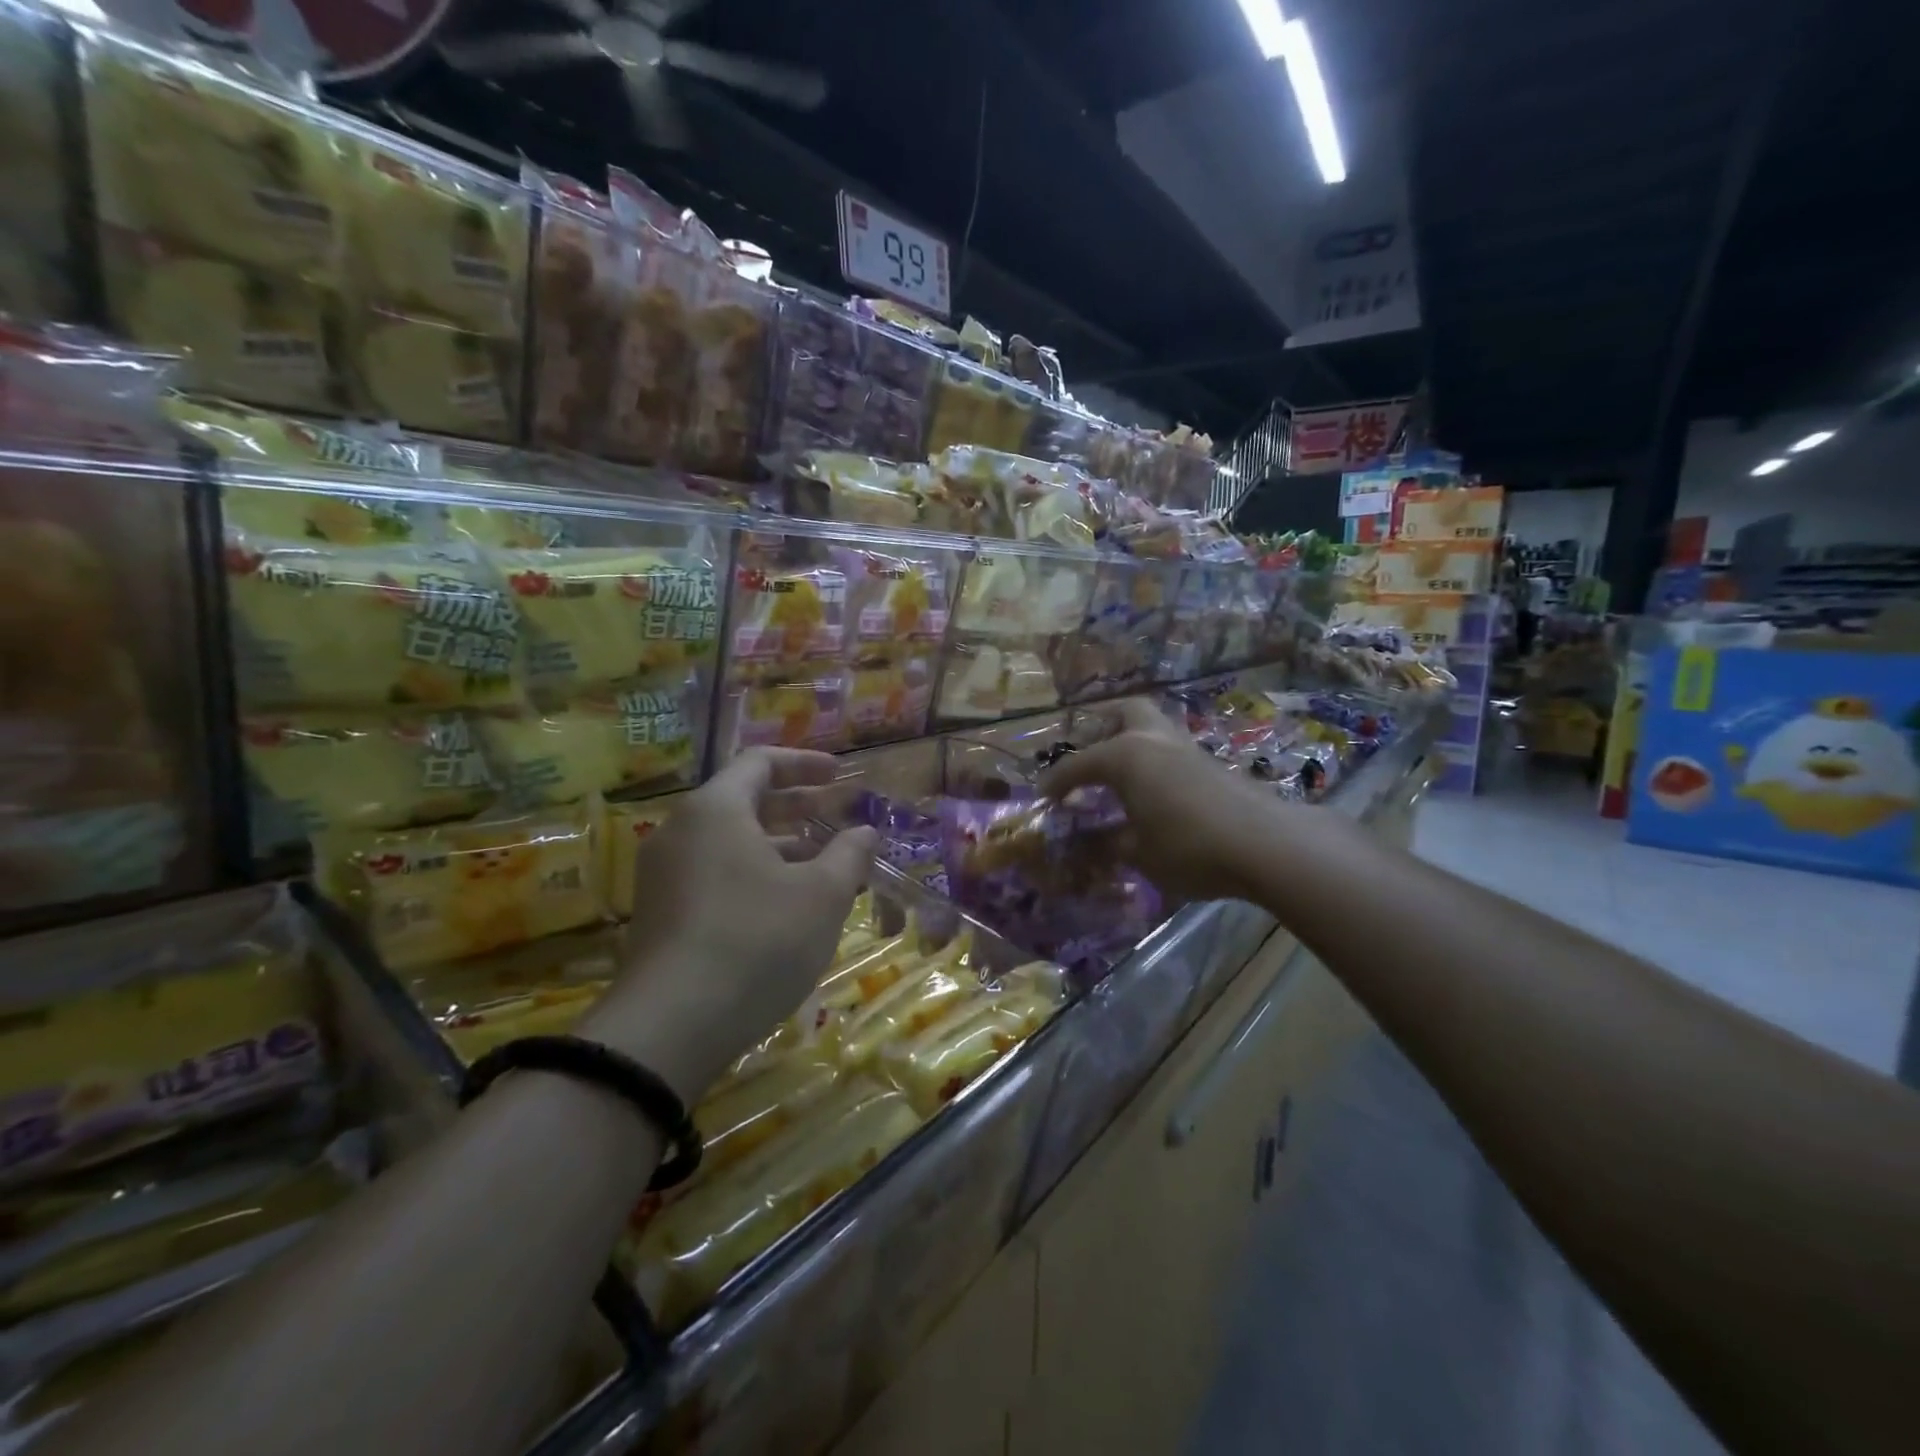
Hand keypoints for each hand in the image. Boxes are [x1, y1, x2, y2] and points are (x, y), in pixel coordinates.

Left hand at [580, 749, 877, 1102]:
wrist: (670, 1028)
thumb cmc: (757, 941)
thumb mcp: (821, 895)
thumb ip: (848, 854)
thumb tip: (864, 831)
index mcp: (715, 810)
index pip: (760, 762)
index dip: (805, 764)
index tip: (840, 775)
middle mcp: (682, 831)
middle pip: (744, 800)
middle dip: (796, 805)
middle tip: (837, 814)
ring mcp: (665, 875)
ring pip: (730, 841)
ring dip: (780, 844)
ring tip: (823, 863)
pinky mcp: (661, 914)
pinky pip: (715, 873)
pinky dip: (755, 873)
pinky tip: (787, 904)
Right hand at [1043, 698, 1287, 904]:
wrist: (1266, 844)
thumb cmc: (1188, 846)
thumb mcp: (1138, 854)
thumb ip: (1108, 845)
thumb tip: (1088, 845)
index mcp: (1125, 755)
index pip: (1077, 764)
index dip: (1056, 782)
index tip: (1042, 798)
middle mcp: (1153, 740)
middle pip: (1124, 712)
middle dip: (1102, 727)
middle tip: (1091, 755)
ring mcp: (1186, 748)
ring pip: (1153, 726)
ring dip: (1133, 743)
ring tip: (1121, 776)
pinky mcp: (1212, 763)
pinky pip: (1171, 750)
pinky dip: (1156, 762)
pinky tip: (1155, 793)